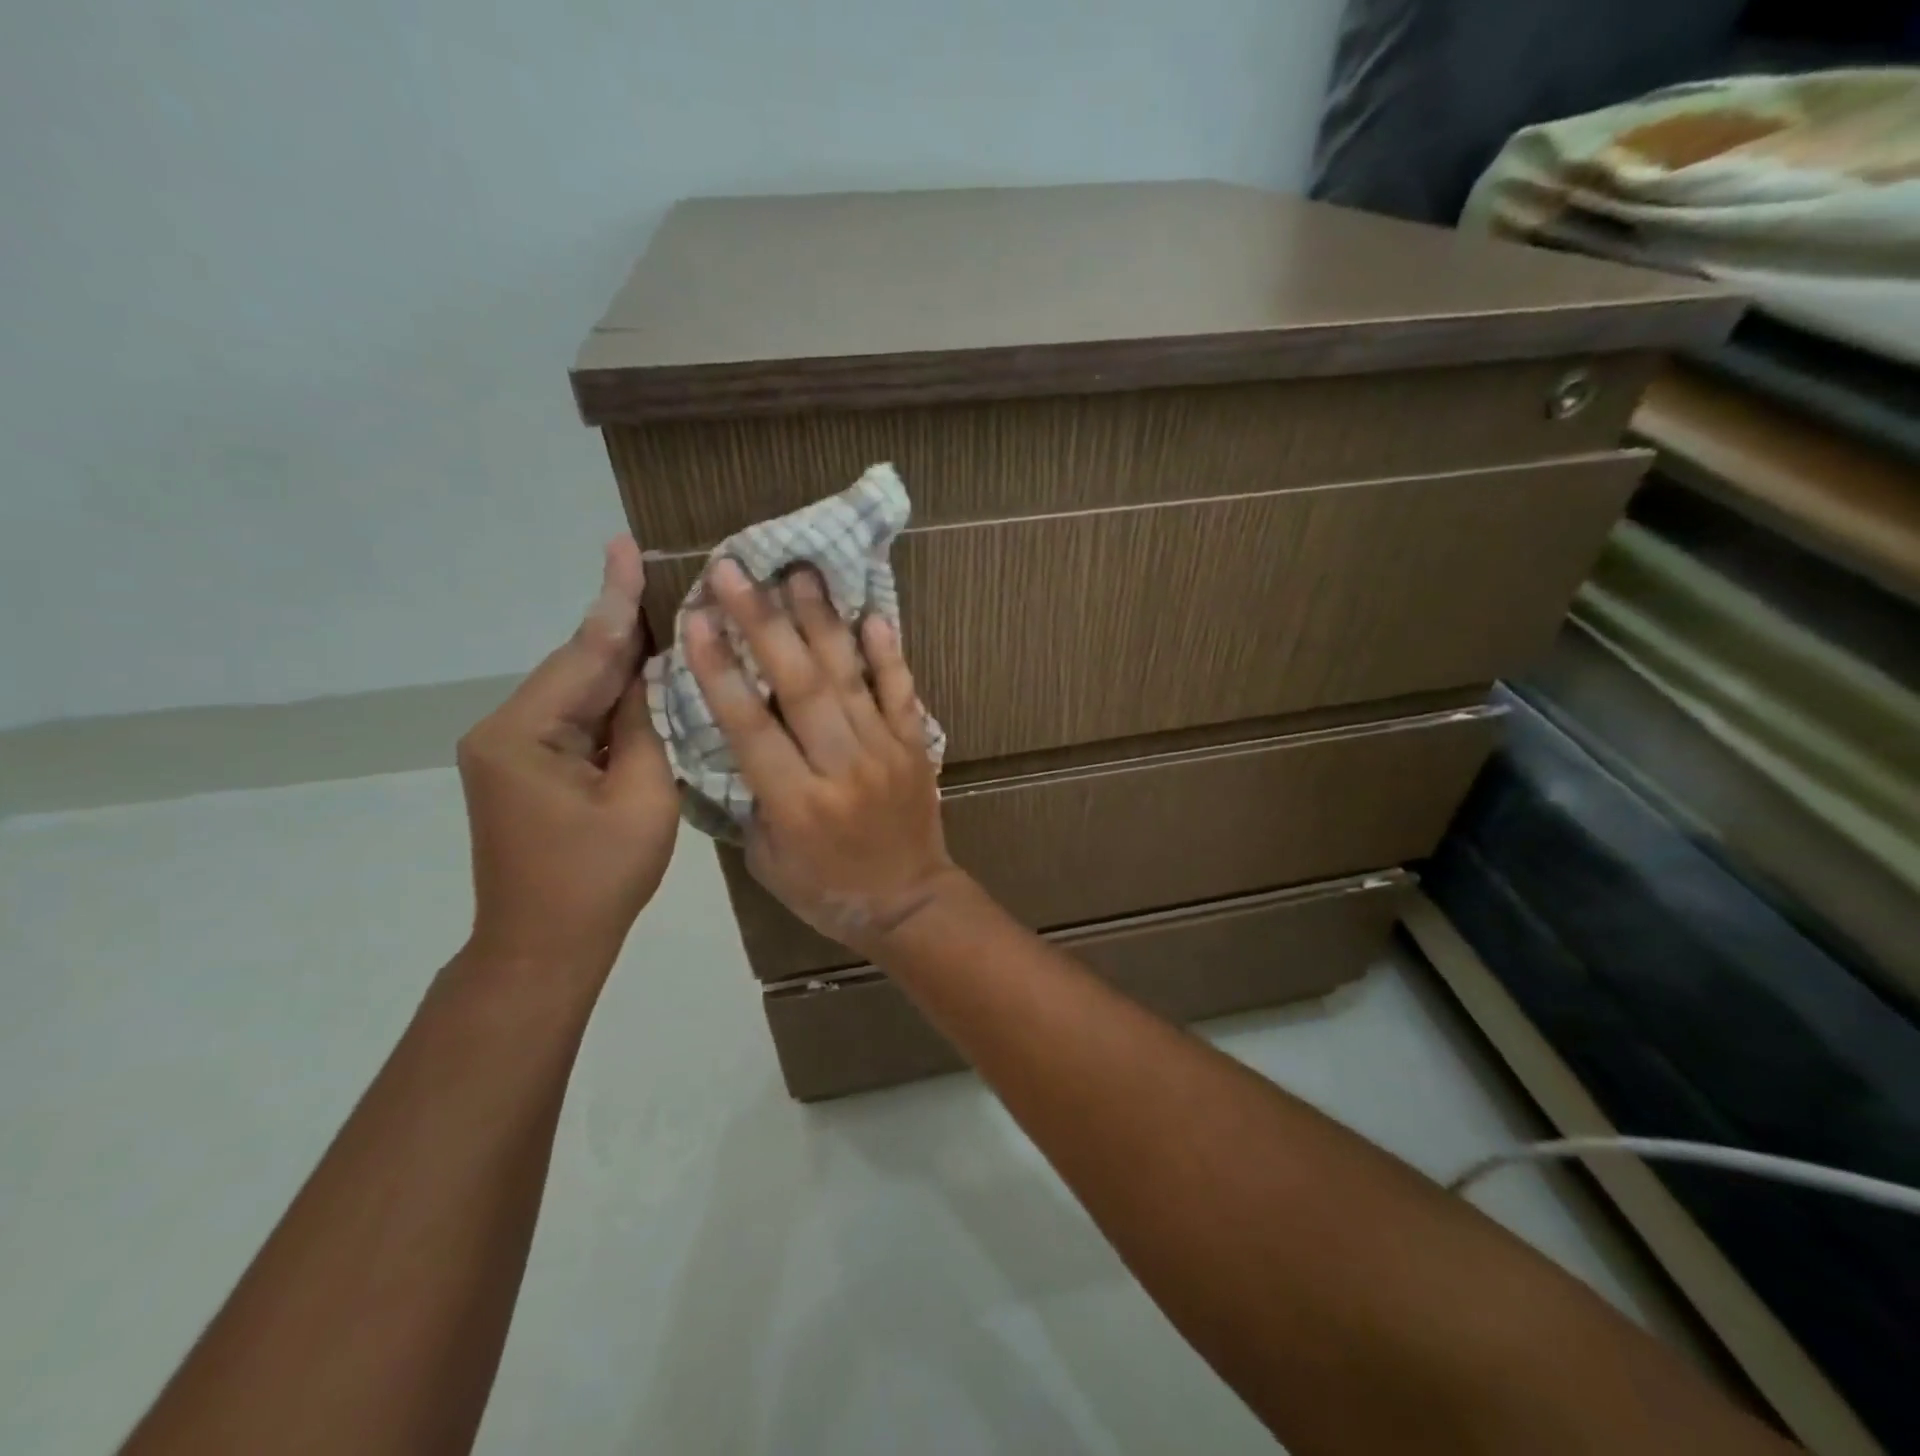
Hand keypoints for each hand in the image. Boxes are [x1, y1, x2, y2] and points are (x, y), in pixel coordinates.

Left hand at [456, 537, 677, 978]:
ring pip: (575, 693)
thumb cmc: (598, 879)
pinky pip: (573, 720)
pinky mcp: (523, 768)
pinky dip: (609, 700)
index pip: (583, 655)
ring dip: (619, 663)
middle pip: (576, 668)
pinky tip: (641, 679)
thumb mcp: (642, 798)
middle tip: (657, 575)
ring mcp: (509, 750)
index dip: (614, 602)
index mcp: (524, 735)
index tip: (625, 546)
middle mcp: (503, 730)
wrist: (543, 948)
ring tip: (663, 618)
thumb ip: (645, 727)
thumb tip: (649, 676)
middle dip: (620, 626)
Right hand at [683, 558, 960, 956]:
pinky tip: (872, 614)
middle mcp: (842, 768)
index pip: (751, 726)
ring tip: (798, 572)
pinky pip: (902, 692)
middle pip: (800, 687)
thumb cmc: (827, 890)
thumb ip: (752, 797)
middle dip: (763, 623)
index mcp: (797, 803)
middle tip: (734, 570)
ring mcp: (885, 751)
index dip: (722, 670)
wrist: (910, 904)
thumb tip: (742, 735)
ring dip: (821, 622)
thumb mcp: (767, 859)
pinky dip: (888, 654)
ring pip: (849, 678)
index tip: (696, 618)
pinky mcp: (916, 746)